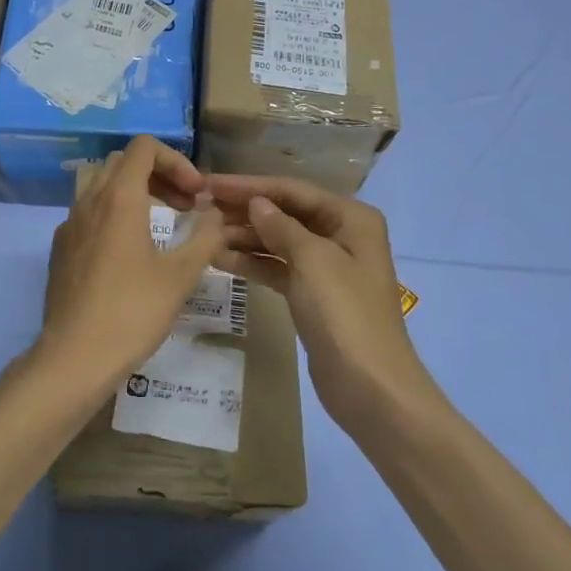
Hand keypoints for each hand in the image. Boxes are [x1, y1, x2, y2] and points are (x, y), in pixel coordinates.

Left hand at [39, 137, 225, 393]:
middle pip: (123, 163)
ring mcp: (69, 225)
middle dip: (159, 175)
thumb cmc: (132, 311)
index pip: (144, 147)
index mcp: (118, 198)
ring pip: (103, 187)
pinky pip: (89, 215)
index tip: (195, 194)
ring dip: (136, 194)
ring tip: (162, 226)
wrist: (74, 356)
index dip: (176, 160)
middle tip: (185, 205)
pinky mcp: (60, 249)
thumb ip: (205, 237)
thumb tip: (213, 215)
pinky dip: (114, 216)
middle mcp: (89, 201)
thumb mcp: (180, 275)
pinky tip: (130, 253)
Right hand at [207, 176, 435, 426]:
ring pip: (278, 241)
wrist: (370, 387)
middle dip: (245, 210)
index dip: (250, 186)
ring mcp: (326, 266)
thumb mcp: (312, 260)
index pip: (292, 191)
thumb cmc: (345, 313)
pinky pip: (277, 268)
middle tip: (200, 206)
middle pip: (285, 213)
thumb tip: (256, 203)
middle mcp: (341, 234)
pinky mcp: (312, 294)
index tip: (210, 183)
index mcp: (351, 218)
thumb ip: (280, 226)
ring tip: (203, 233)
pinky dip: (252, 263)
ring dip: (244, 237)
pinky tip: (219, 259)